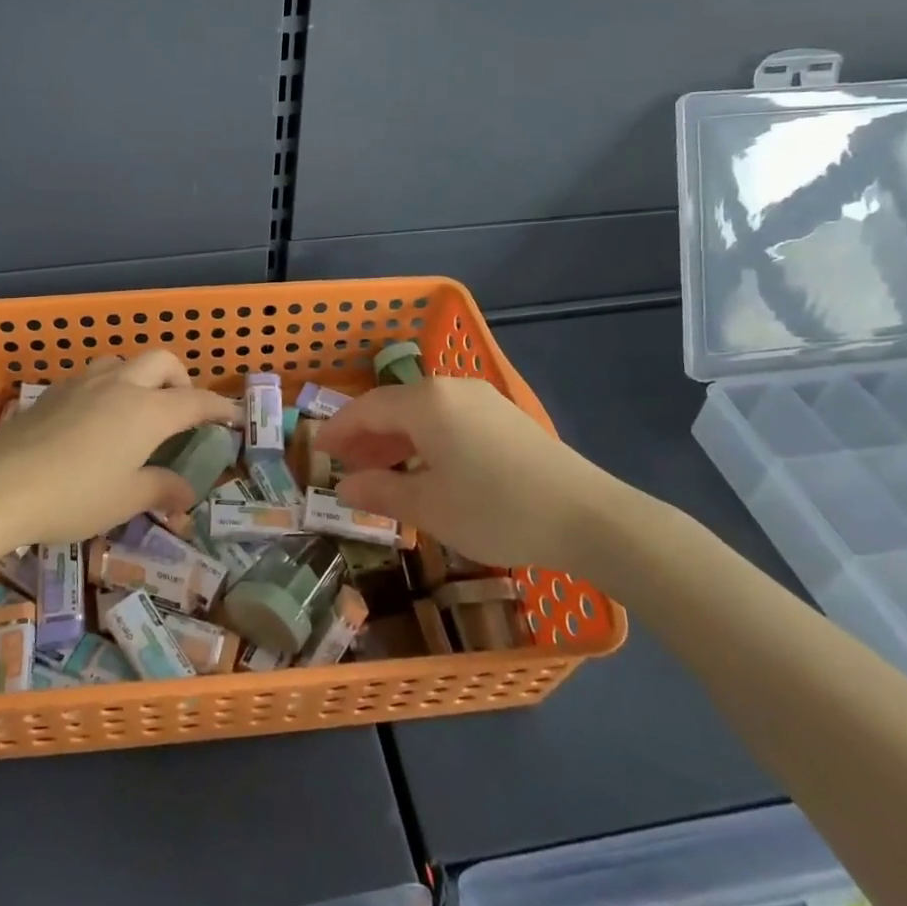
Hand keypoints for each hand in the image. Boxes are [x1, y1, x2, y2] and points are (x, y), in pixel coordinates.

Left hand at [0, 351, 237, 553]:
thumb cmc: (73, 496)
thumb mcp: (125, 500)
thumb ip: (161, 490)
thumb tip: (187, 493)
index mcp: (148, 411)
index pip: (196, 401)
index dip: (220, 407)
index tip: (234, 416)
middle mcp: (121, 385)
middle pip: (163, 361)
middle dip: (182, 379)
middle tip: (182, 410)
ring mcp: (85, 383)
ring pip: (125, 361)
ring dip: (142, 377)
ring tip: (138, 409)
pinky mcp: (55, 391)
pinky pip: (95, 375)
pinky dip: (111, 385)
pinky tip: (97, 417)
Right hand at [316, 376, 642, 573]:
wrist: (588, 516)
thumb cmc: (496, 510)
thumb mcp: (430, 507)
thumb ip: (381, 491)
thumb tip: (344, 486)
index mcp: (426, 402)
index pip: (367, 409)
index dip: (338, 430)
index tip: (318, 451)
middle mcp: (450, 389)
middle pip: (394, 406)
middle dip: (365, 436)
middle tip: (344, 467)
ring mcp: (481, 399)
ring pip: (422, 413)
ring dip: (395, 440)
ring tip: (380, 472)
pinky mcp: (504, 416)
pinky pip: (448, 419)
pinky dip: (425, 440)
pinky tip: (424, 469)